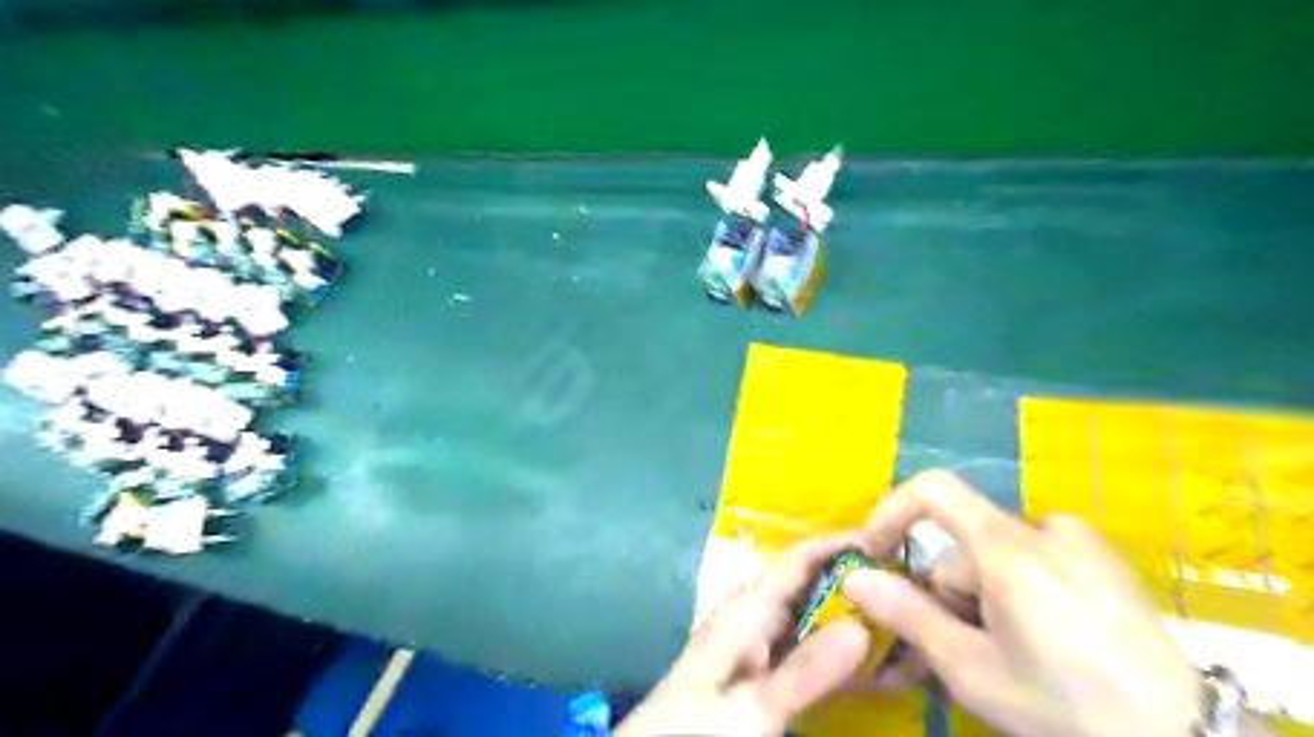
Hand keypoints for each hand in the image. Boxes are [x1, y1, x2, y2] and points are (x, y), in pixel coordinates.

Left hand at [620, 535, 882, 736]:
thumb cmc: (697, 729)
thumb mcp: (753, 706)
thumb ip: (806, 669)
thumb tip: (865, 623)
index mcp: (749, 607)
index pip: (801, 557)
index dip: (843, 543)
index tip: (895, 544)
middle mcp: (755, 614)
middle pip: (811, 583)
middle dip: (856, 581)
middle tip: (913, 591)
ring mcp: (758, 642)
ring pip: (812, 615)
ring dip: (851, 616)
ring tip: (903, 622)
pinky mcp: (761, 669)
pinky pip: (806, 647)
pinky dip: (837, 649)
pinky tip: (869, 663)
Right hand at [840, 473, 1198, 736]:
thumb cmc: (1064, 705)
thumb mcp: (972, 669)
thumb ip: (907, 615)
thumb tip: (855, 577)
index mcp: (1008, 549)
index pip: (933, 489)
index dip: (893, 511)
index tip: (878, 552)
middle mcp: (1043, 529)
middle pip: (964, 544)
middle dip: (948, 591)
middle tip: (958, 646)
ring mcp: (1080, 542)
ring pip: (997, 556)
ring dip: (982, 596)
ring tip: (1004, 651)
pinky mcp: (1104, 559)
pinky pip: (1035, 557)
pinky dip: (1017, 588)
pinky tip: (1041, 634)